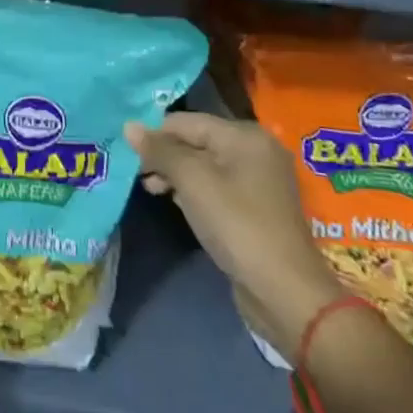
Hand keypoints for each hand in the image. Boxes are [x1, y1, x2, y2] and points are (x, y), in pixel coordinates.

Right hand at [127, 112, 346, 355]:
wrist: (284, 291)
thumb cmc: (236, 225)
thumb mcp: (192, 181)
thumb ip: (160, 150)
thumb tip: (129, 125)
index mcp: (244, 135)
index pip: (186, 121)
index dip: (154, 135)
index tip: (128, 155)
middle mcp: (255, 150)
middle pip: (196, 140)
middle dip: (164, 155)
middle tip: (139, 176)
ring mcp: (258, 179)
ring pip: (204, 164)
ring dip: (175, 174)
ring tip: (151, 189)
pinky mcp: (256, 207)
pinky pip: (216, 186)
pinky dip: (193, 190)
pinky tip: (176, 202)